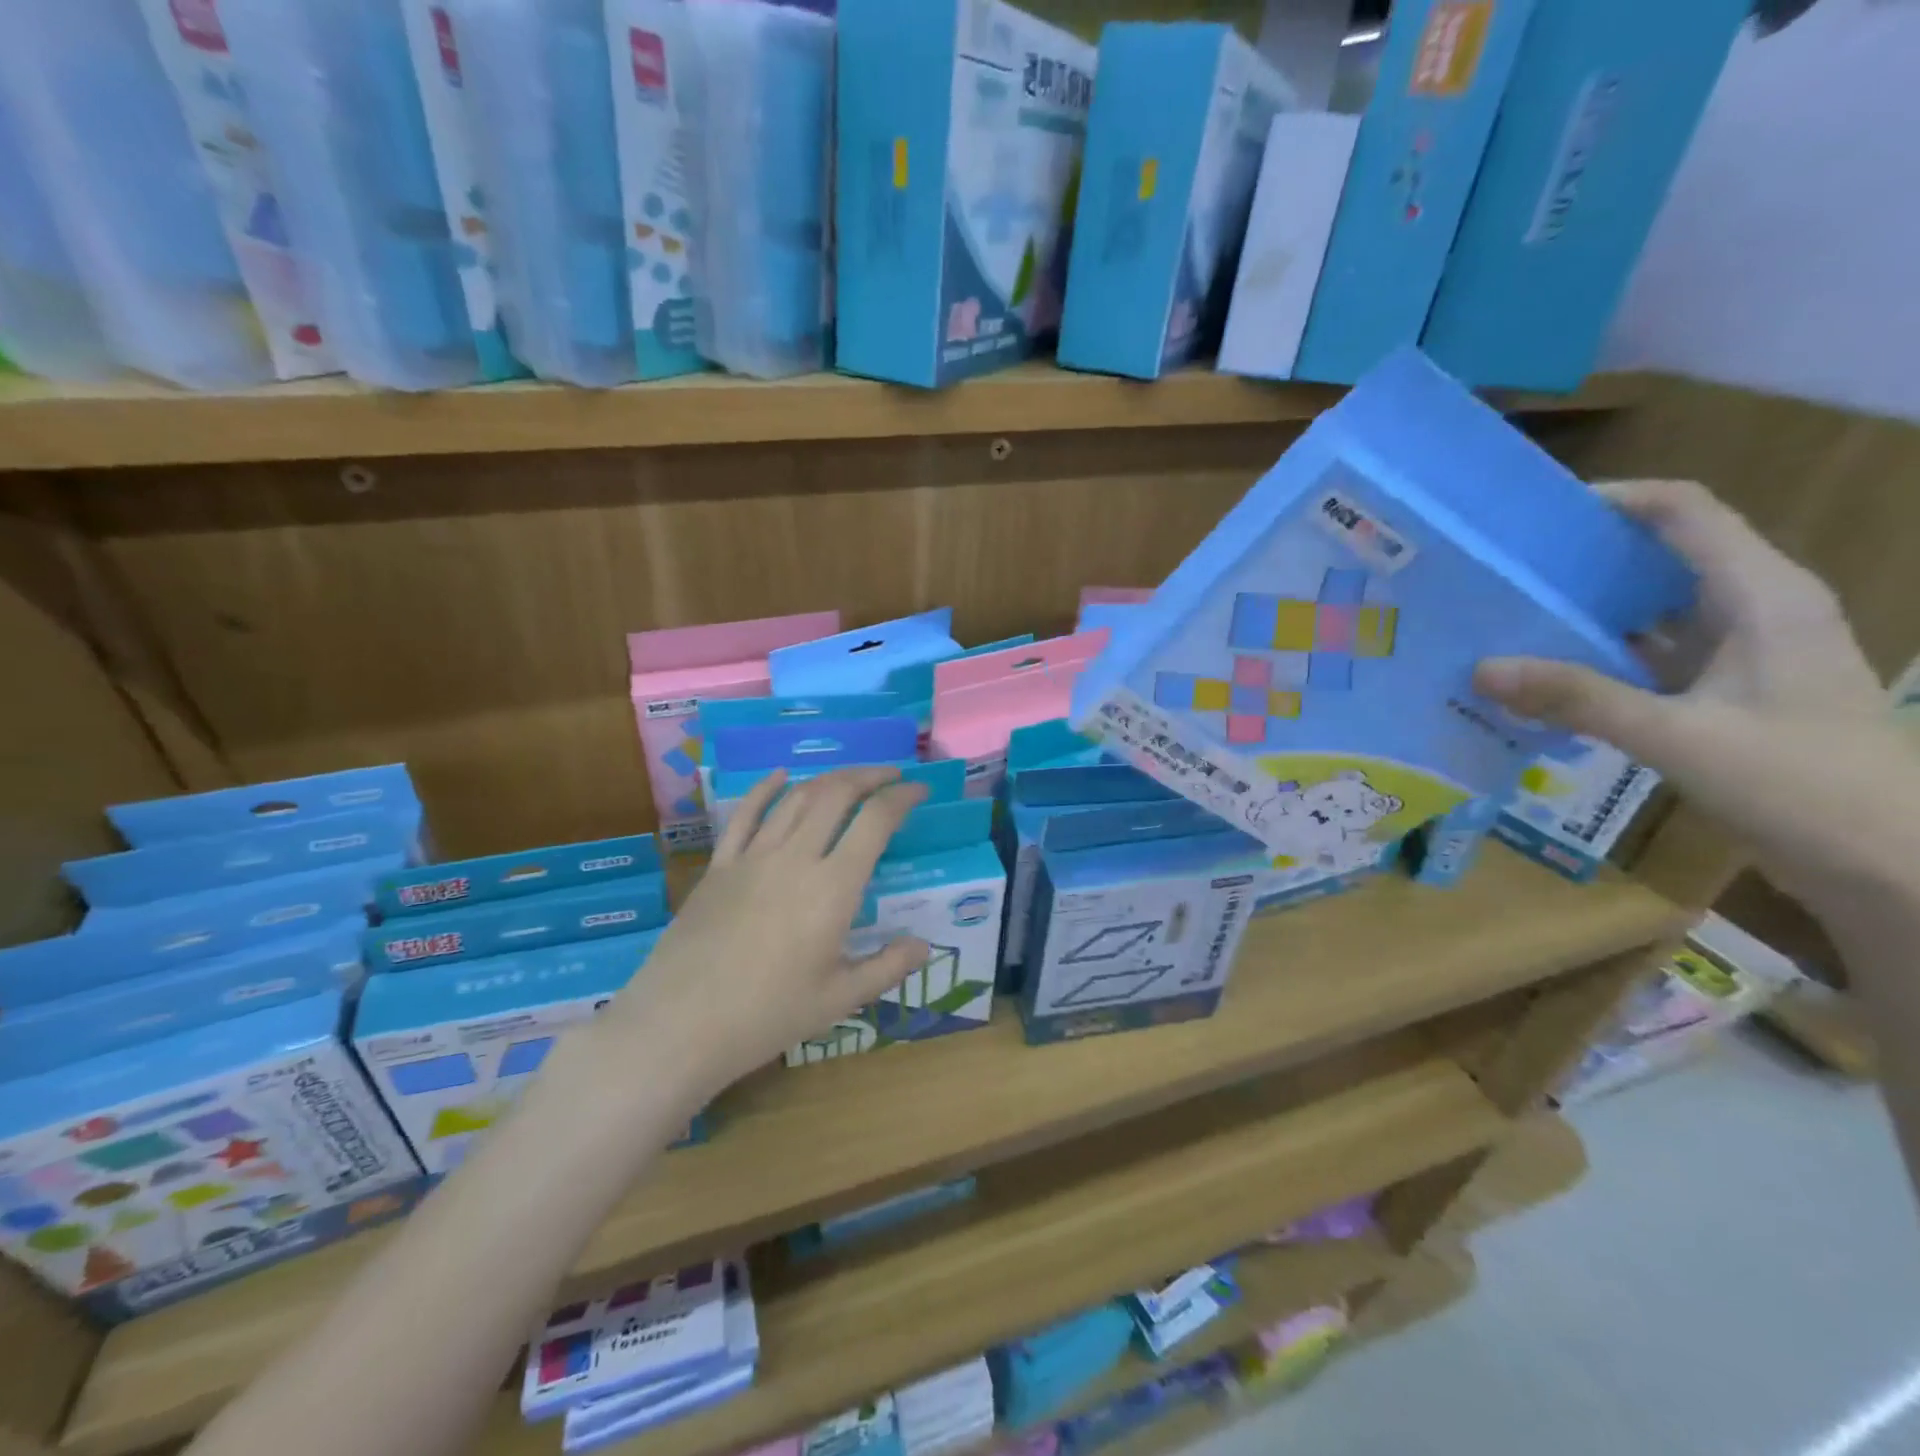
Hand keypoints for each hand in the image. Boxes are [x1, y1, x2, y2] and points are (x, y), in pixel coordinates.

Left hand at [603, 766, 930, 1100]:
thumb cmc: (767, 1016)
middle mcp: (796, 858)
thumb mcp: (839, 1000)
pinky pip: (745, 814)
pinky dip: (766, 789)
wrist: (679, 1025)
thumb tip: (923, 946)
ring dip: (828, 779)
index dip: (902, 797)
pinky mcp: (719, 866)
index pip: (875, 821)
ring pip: (795, 797)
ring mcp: (752, 857)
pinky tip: (779, 776)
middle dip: (869, 776)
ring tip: (849, 779)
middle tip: (890, 776)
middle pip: (836, 794)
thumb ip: (887, 967)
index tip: (919, 790)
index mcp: (833, 888)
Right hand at [1474, 479, 1913, 908]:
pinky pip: (1650, 657)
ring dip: (1585, 612)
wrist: (1895, 865)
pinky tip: (1545, 676)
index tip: (1531, 518)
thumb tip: (1483, 668)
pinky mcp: (1726, 695)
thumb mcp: (1681, 737)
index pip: (1684, 513)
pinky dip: (1598, 658)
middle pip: (1662, 556)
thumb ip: (1580, 699)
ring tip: (1506, 618)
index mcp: (1763, 596)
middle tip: (1501, 571)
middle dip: (1583, 558)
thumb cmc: (1805, 784)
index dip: (1612, 501)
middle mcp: (1755, 611)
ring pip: (1653, 610)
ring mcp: (1742, 655)